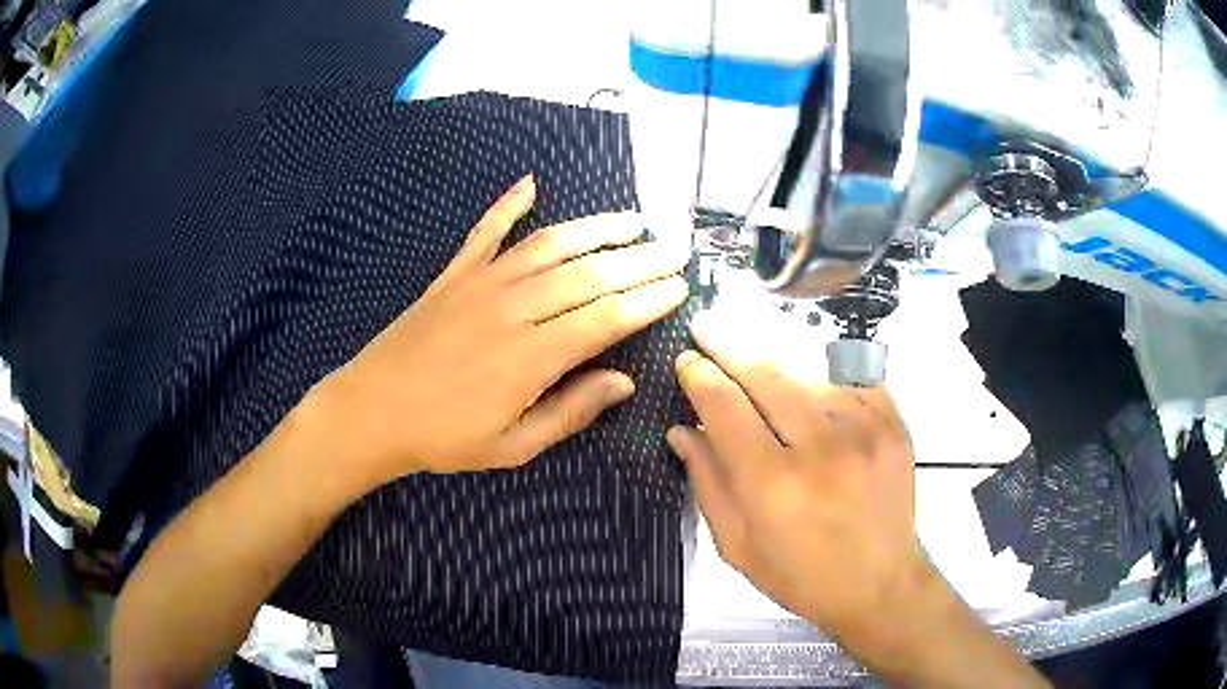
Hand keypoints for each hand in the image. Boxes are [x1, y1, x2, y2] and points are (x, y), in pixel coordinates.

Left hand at [314, 174, 687, 484]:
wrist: (372, 411)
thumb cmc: (444, 438)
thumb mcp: (513, 445)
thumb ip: (570, 411)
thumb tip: (622, 382)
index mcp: (531, 357)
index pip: (606, 316)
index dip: (648, 299)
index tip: (680, 286)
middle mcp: (513, 308)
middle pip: (589, 274)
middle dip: (639, 259)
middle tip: (676, 248)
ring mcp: (481, 283)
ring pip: (550, 245)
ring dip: (596, 228)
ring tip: (633, 219)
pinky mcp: (454, 274)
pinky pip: (486, 231)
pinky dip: (507, 205)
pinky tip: (530, 183)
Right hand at [667, 311, 931, 636]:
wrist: (880, 584)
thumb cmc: (801, 576)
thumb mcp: (737, 546)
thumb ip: (707, 483)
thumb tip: (682, 430)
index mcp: (772, 483)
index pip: (724, 405)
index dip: (699, 374)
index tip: (686, 359)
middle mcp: (819, 446)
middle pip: (765, 373)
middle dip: (728, 344)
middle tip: (707, 325)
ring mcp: (863, 428)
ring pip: (807, 371)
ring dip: (775, 362)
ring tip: (753, 357)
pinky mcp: (892, 422)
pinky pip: (849, 379)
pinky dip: (822, 375)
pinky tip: (809, 383)